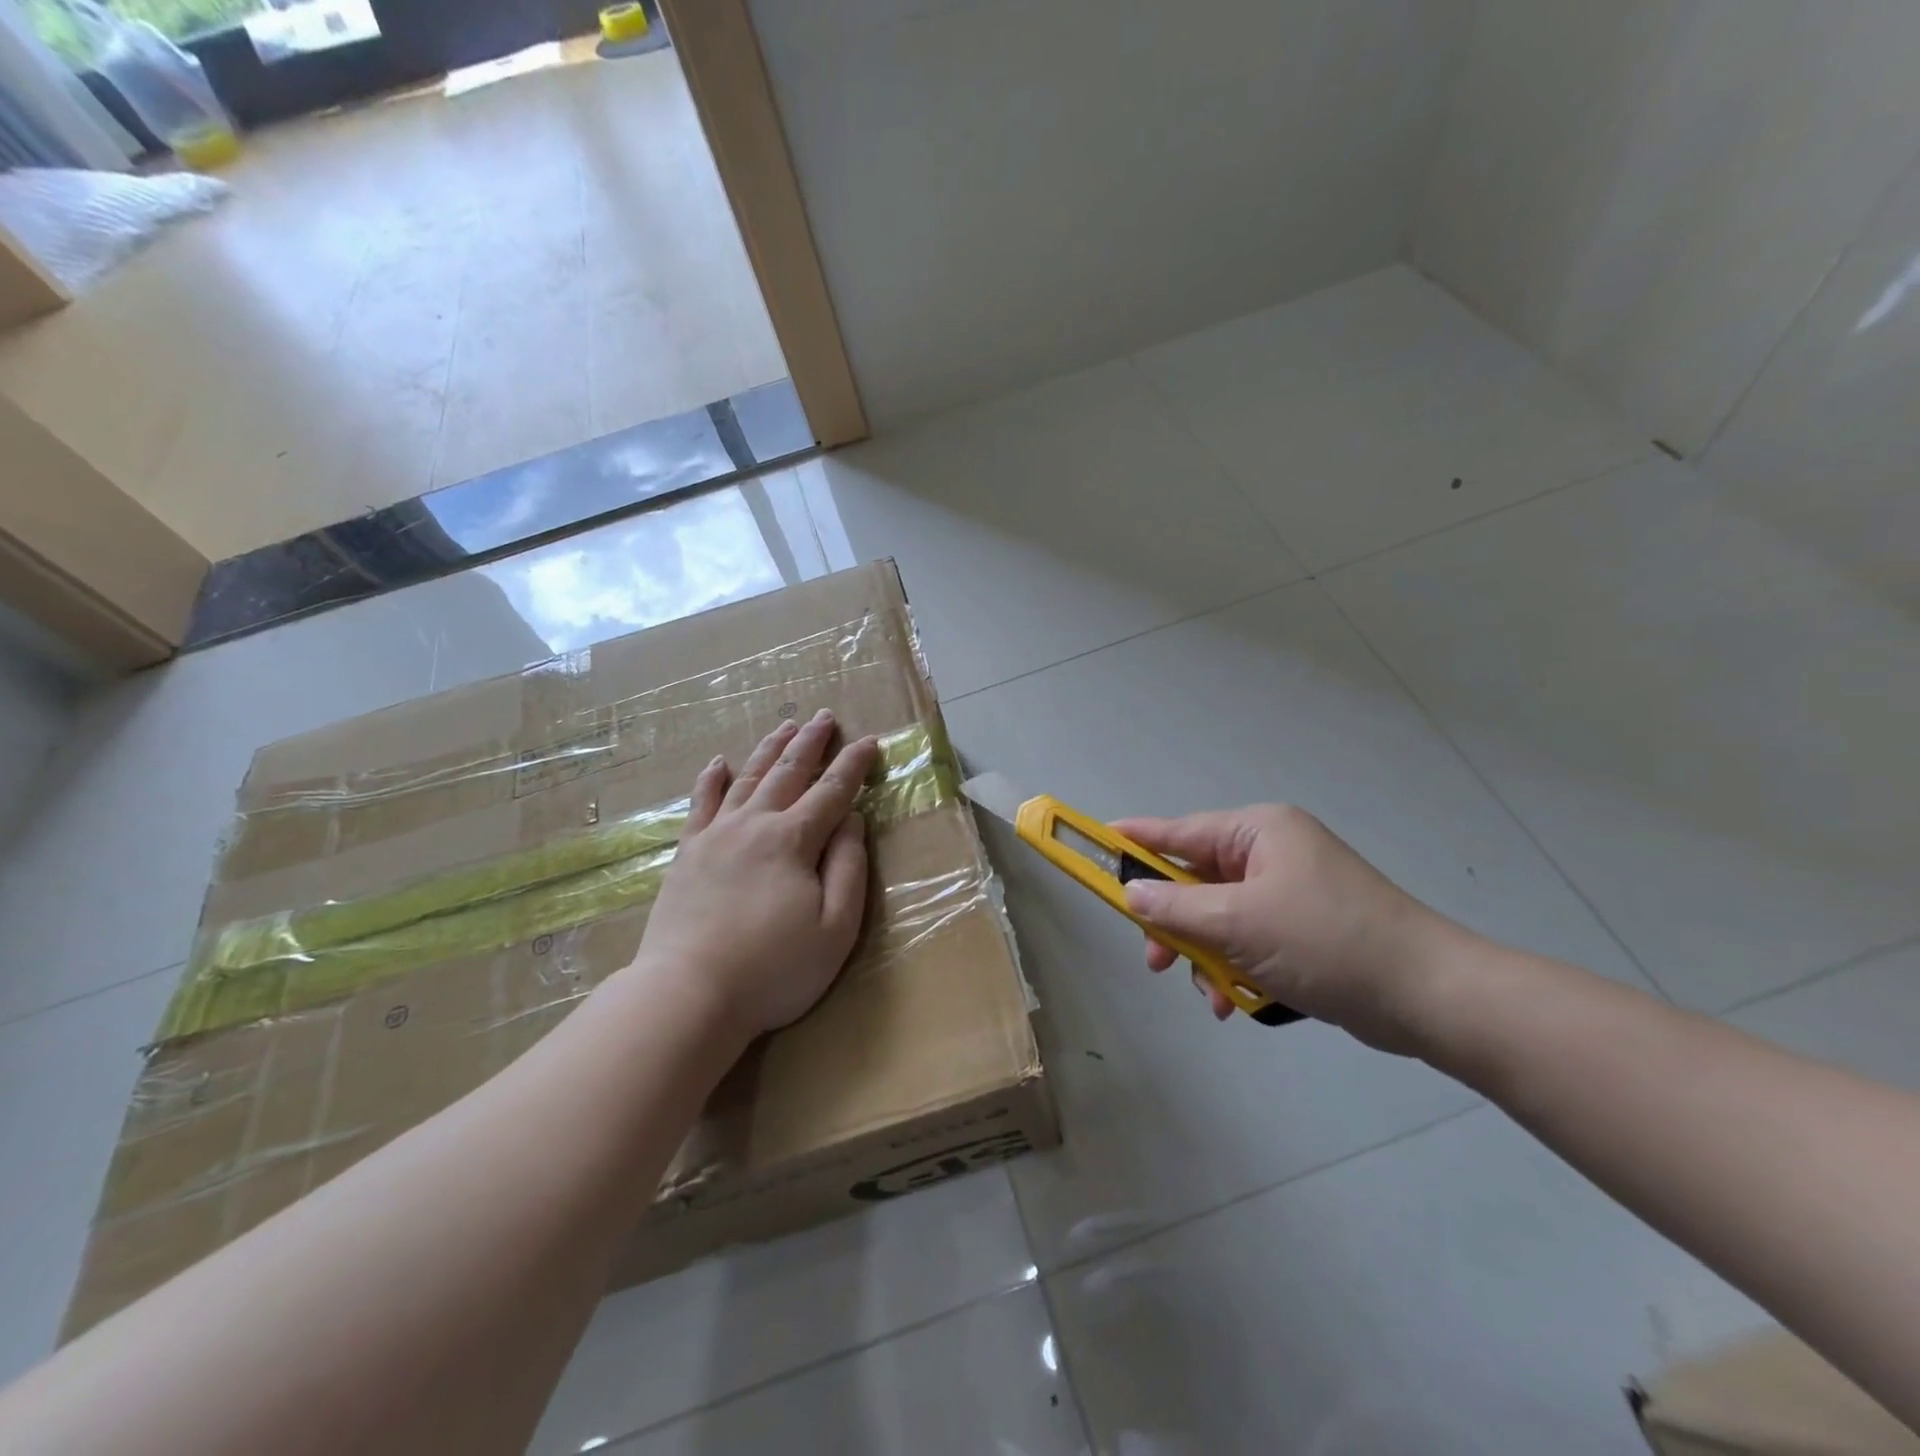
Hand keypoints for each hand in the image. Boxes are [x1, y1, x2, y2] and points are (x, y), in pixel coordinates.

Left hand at [636, 711, 879, 1041]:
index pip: (832, 791)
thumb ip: (848, 868)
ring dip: (770, 749)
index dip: (853, 765)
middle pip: (788, 772)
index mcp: (793, 840)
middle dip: (810, 742)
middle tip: (824, 716)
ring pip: (748, 778)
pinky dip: (711, 779)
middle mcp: (755, 824)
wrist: (687, 994)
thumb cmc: (773, 969)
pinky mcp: (688, 853)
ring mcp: (716, 835)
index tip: (869, 741)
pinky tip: (719, 762)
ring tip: (785, 726)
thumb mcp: (835, 928)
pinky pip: (701, 803)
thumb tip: (853, 821)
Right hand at [1112, 805, 1454, 1053]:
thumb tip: (1130, 894)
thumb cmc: (1325, 941)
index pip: (1177, 831)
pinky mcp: (1302, 928)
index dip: (1133, 840)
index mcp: (1257, 832)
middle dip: (1173, 922)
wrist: (1427, 995)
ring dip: (1204, 954)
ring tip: (1206, 993)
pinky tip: (1233, 1002)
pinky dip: (1234, 967)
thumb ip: (1175, 907)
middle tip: (1153, 958)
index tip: (1094, 843)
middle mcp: (1270, 853)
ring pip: (1218, 916)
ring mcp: (1288, 891)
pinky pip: (1247, 939)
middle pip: (1194, 879)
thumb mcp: (1239, 923)